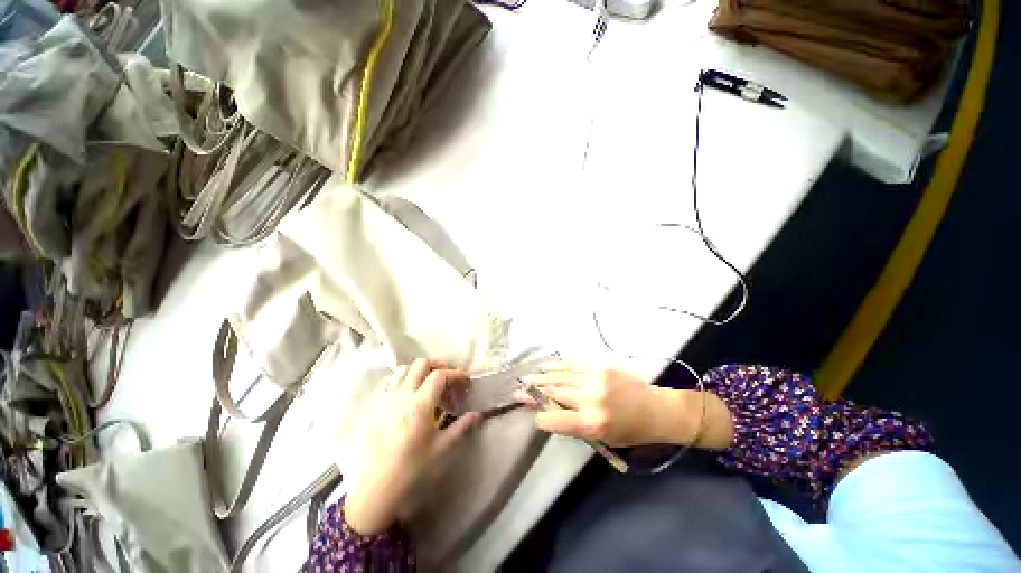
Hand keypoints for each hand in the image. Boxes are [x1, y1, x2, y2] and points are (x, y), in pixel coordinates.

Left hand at [344, 359, 478, 535]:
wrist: (376, 492)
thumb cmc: (412, 471)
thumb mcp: (443, 450)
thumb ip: (461, 427)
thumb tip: (477, 414)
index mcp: (419, 405)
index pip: (440, 375)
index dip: (456, 374)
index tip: (466, 381)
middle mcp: (401, 396)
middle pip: (421, 364)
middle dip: (438, 366)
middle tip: (449, 378)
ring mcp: (385, 401)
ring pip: (403, 370)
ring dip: (420, 371)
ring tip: (429, 385)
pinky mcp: (374, 409)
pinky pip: (391, 384)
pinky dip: (405, 382)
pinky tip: (410, 398)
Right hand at [516, 365, 683, 447]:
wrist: (657, 409)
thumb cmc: (632, 431)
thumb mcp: (603, 439)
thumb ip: (576, 426)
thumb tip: (552, 414)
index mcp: (592, 423)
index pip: (555, 419)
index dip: (541, 417)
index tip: (534, 416)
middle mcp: (590, 399)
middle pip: (554, 394)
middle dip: (533, 394)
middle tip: (517, 392)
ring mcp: (595, 379)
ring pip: (560, 377)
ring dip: (541, 378)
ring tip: (526, 377)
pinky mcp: (600, 367)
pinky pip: (573, 366)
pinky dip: (557, 366)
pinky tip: (546, 365)